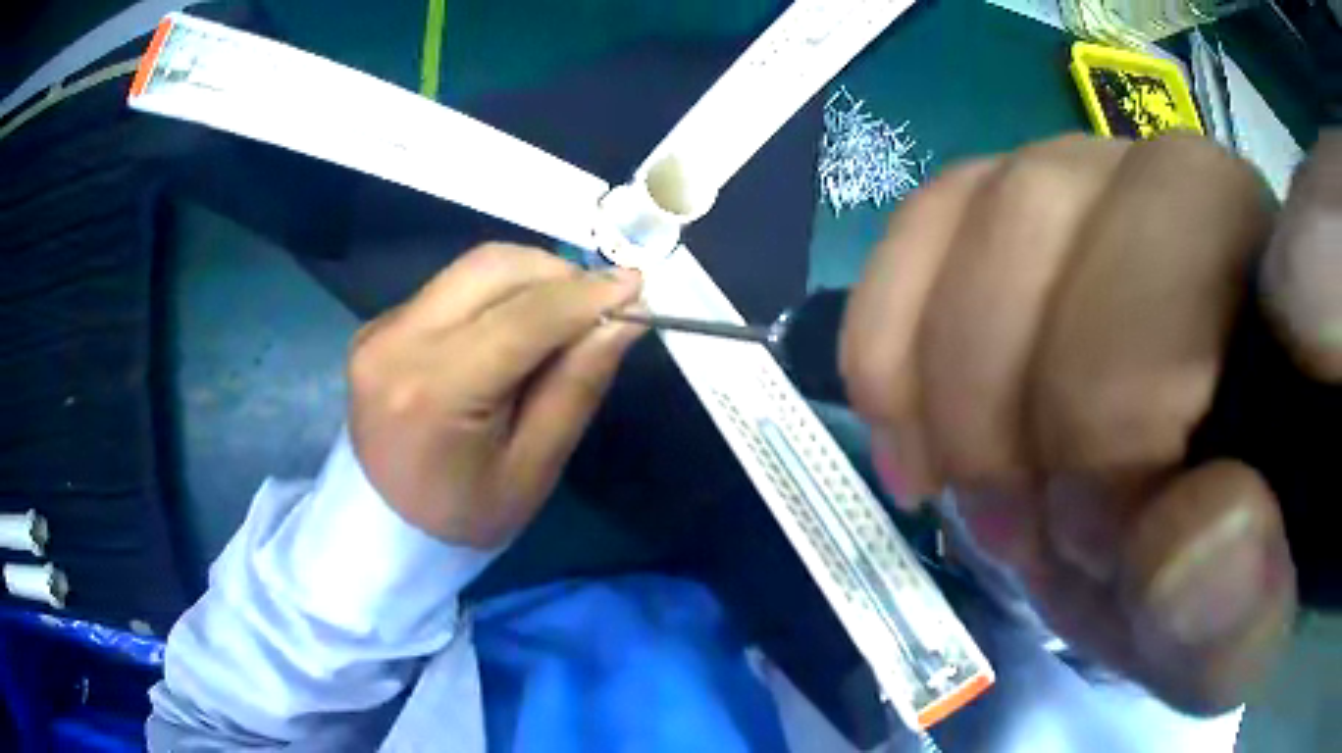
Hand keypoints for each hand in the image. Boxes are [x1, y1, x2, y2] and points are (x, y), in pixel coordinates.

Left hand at [347, 243, 644, 548]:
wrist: (385, 524)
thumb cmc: (466, 512)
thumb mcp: (533, 469)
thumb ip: (576, 387)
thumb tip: (622, 317)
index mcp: (434, 392)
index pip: (523, 318)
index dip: (585, 295)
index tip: (637, 284)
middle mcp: (398, 342)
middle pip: (493, 268)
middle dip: (559, 274)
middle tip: (598, 303)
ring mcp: (381, 328)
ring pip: (473, 267)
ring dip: (530, 277)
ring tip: (562, 313)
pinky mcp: (379, 323)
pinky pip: (452, 285)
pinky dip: (498, 292)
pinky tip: (514, 326)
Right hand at [842, 132, 1340, 713]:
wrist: (1173, 539)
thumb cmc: (1214, 585)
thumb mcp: (1223, 643)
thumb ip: (1232, 616)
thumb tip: (1206, 538)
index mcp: (1294, 298)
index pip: (1240, 237)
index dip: (1139, 386)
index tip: (1102, 534)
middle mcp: (1208, 191)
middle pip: (1073, 205)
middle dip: (1031, 392)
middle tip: (1017, 531)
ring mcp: (1112, 178)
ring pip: (1003, 200)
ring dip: (956, 371)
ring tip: (969, 488)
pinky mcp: (1030, 202)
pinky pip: (936, 212)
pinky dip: (894, 320)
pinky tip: (899, 414)